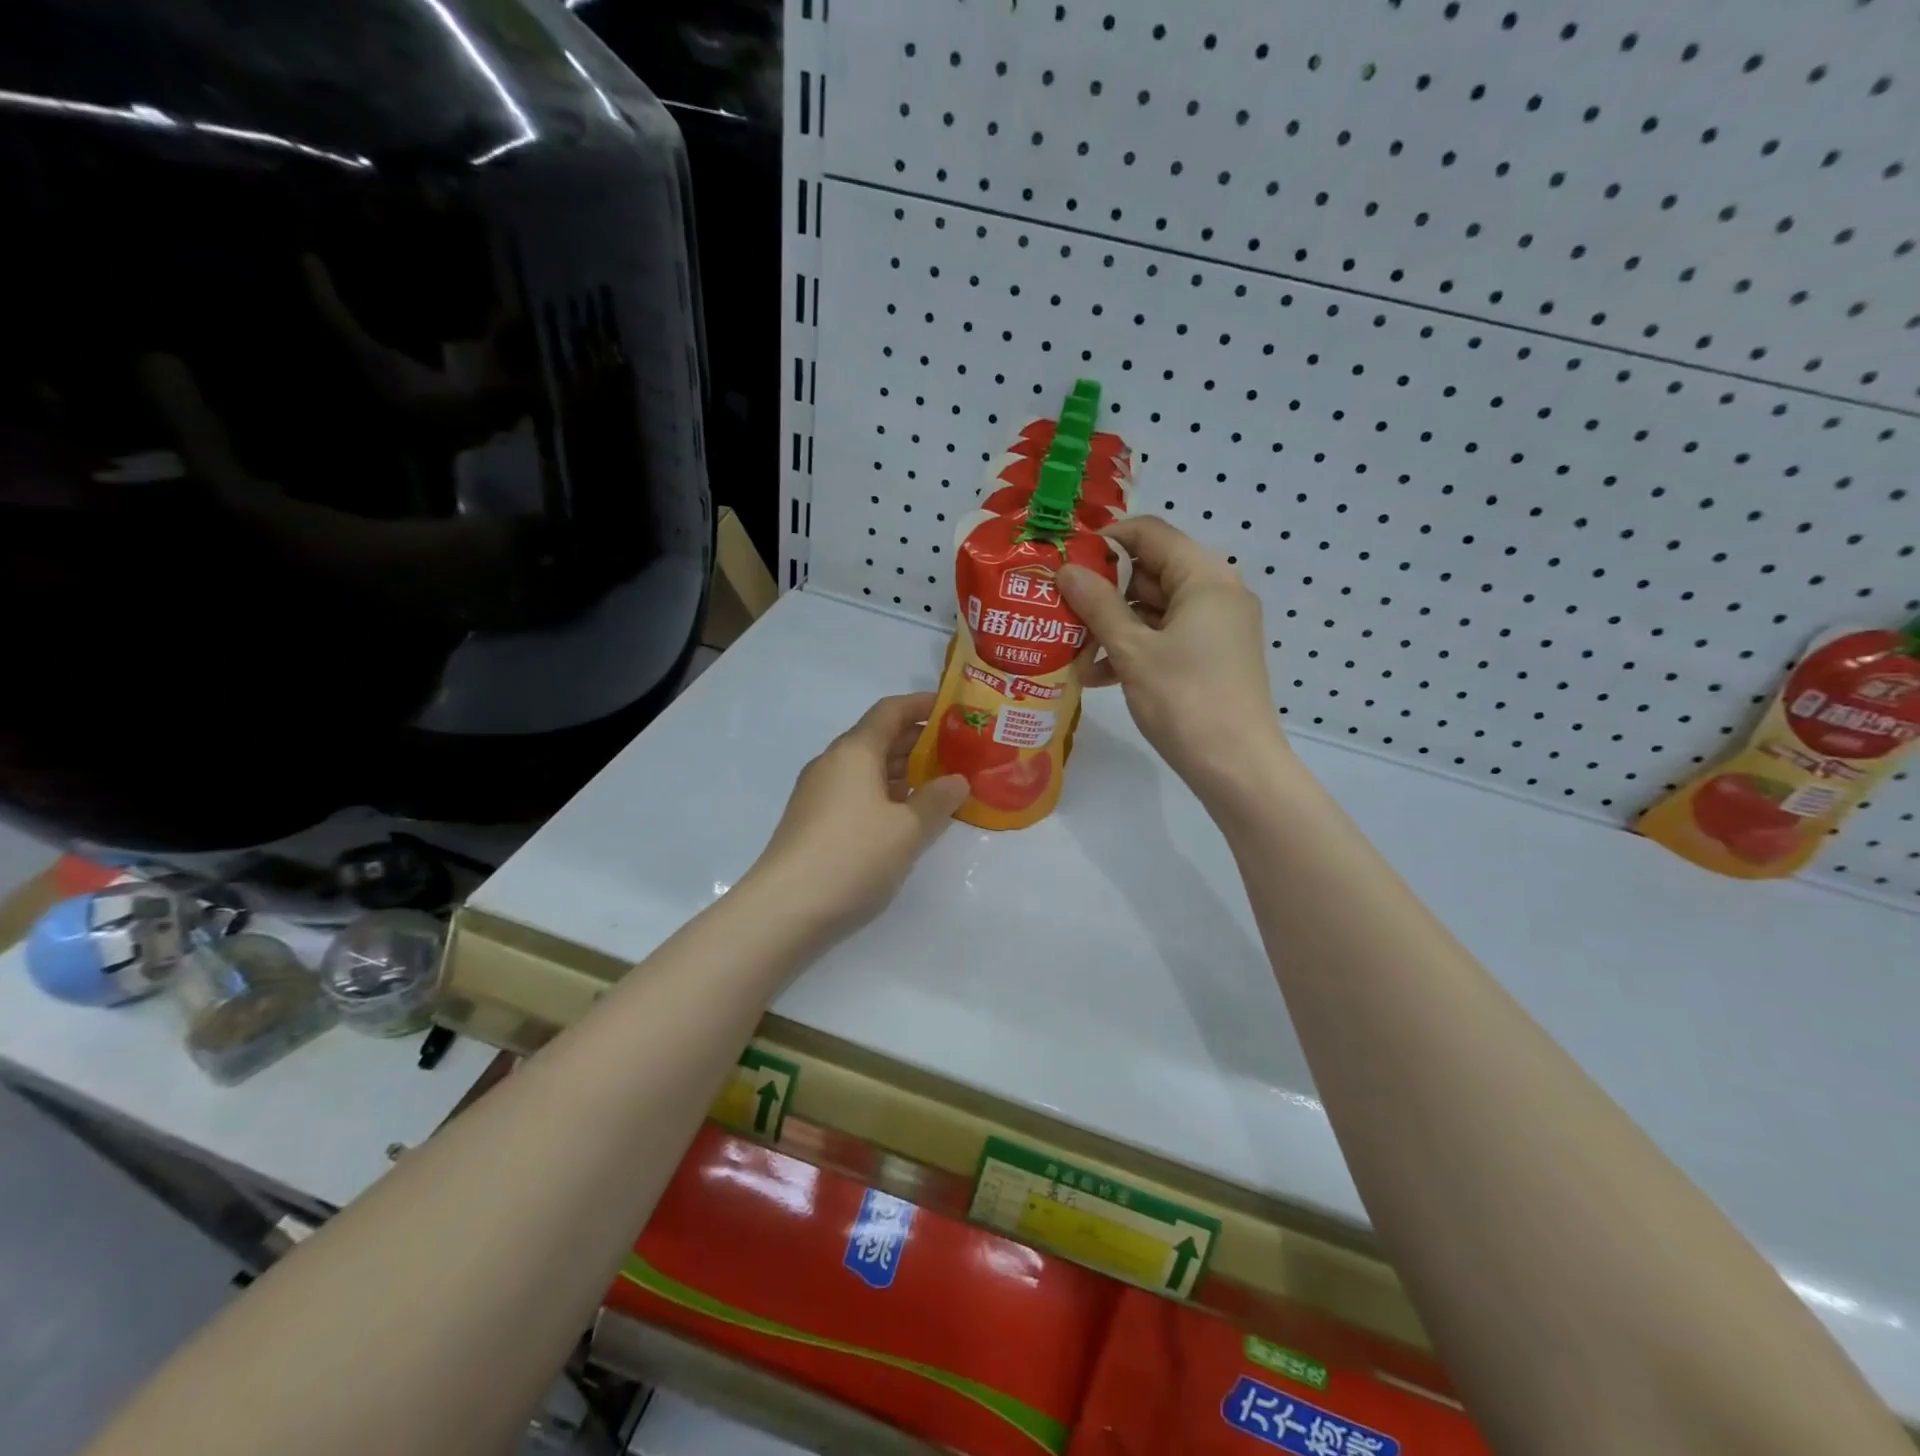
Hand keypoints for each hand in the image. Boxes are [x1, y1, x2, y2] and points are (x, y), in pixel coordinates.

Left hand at [745, 694, 968, 939]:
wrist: (786, 908)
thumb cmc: (853, 855)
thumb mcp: (908, 829)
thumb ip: (938, 800)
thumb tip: (957, 781)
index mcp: (854, 751)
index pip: (890, 711)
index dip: (922, 705)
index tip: (953, 709)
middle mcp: (833, 763)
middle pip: (879, 738)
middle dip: (918, 742)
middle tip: (958, 751)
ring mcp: (819, 793)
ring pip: (868, 769)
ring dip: (903, 771)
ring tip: (941, 783)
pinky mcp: (814, 821)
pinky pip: (857, 793)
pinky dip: (886, 794)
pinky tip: (907, 816)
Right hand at [1058, 517, 1288, 795]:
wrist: (1236, 768)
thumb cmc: (1185, 700)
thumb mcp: (1132, 650)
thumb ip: (1097, 605)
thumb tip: (1065, 570)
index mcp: (1205, 577)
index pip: (1149, 534)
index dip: (1104, 541)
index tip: (1064, 560)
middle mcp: (1216, 592)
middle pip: (1150, 571)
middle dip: (1103, 591)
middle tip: (1058, 607)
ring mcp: (1216, 627)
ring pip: (1154, 609)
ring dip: (1112, 626)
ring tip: (1071, 650)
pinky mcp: (1211, 657)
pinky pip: (1165, 637)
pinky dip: (1133, 648)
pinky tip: (1096, 675)